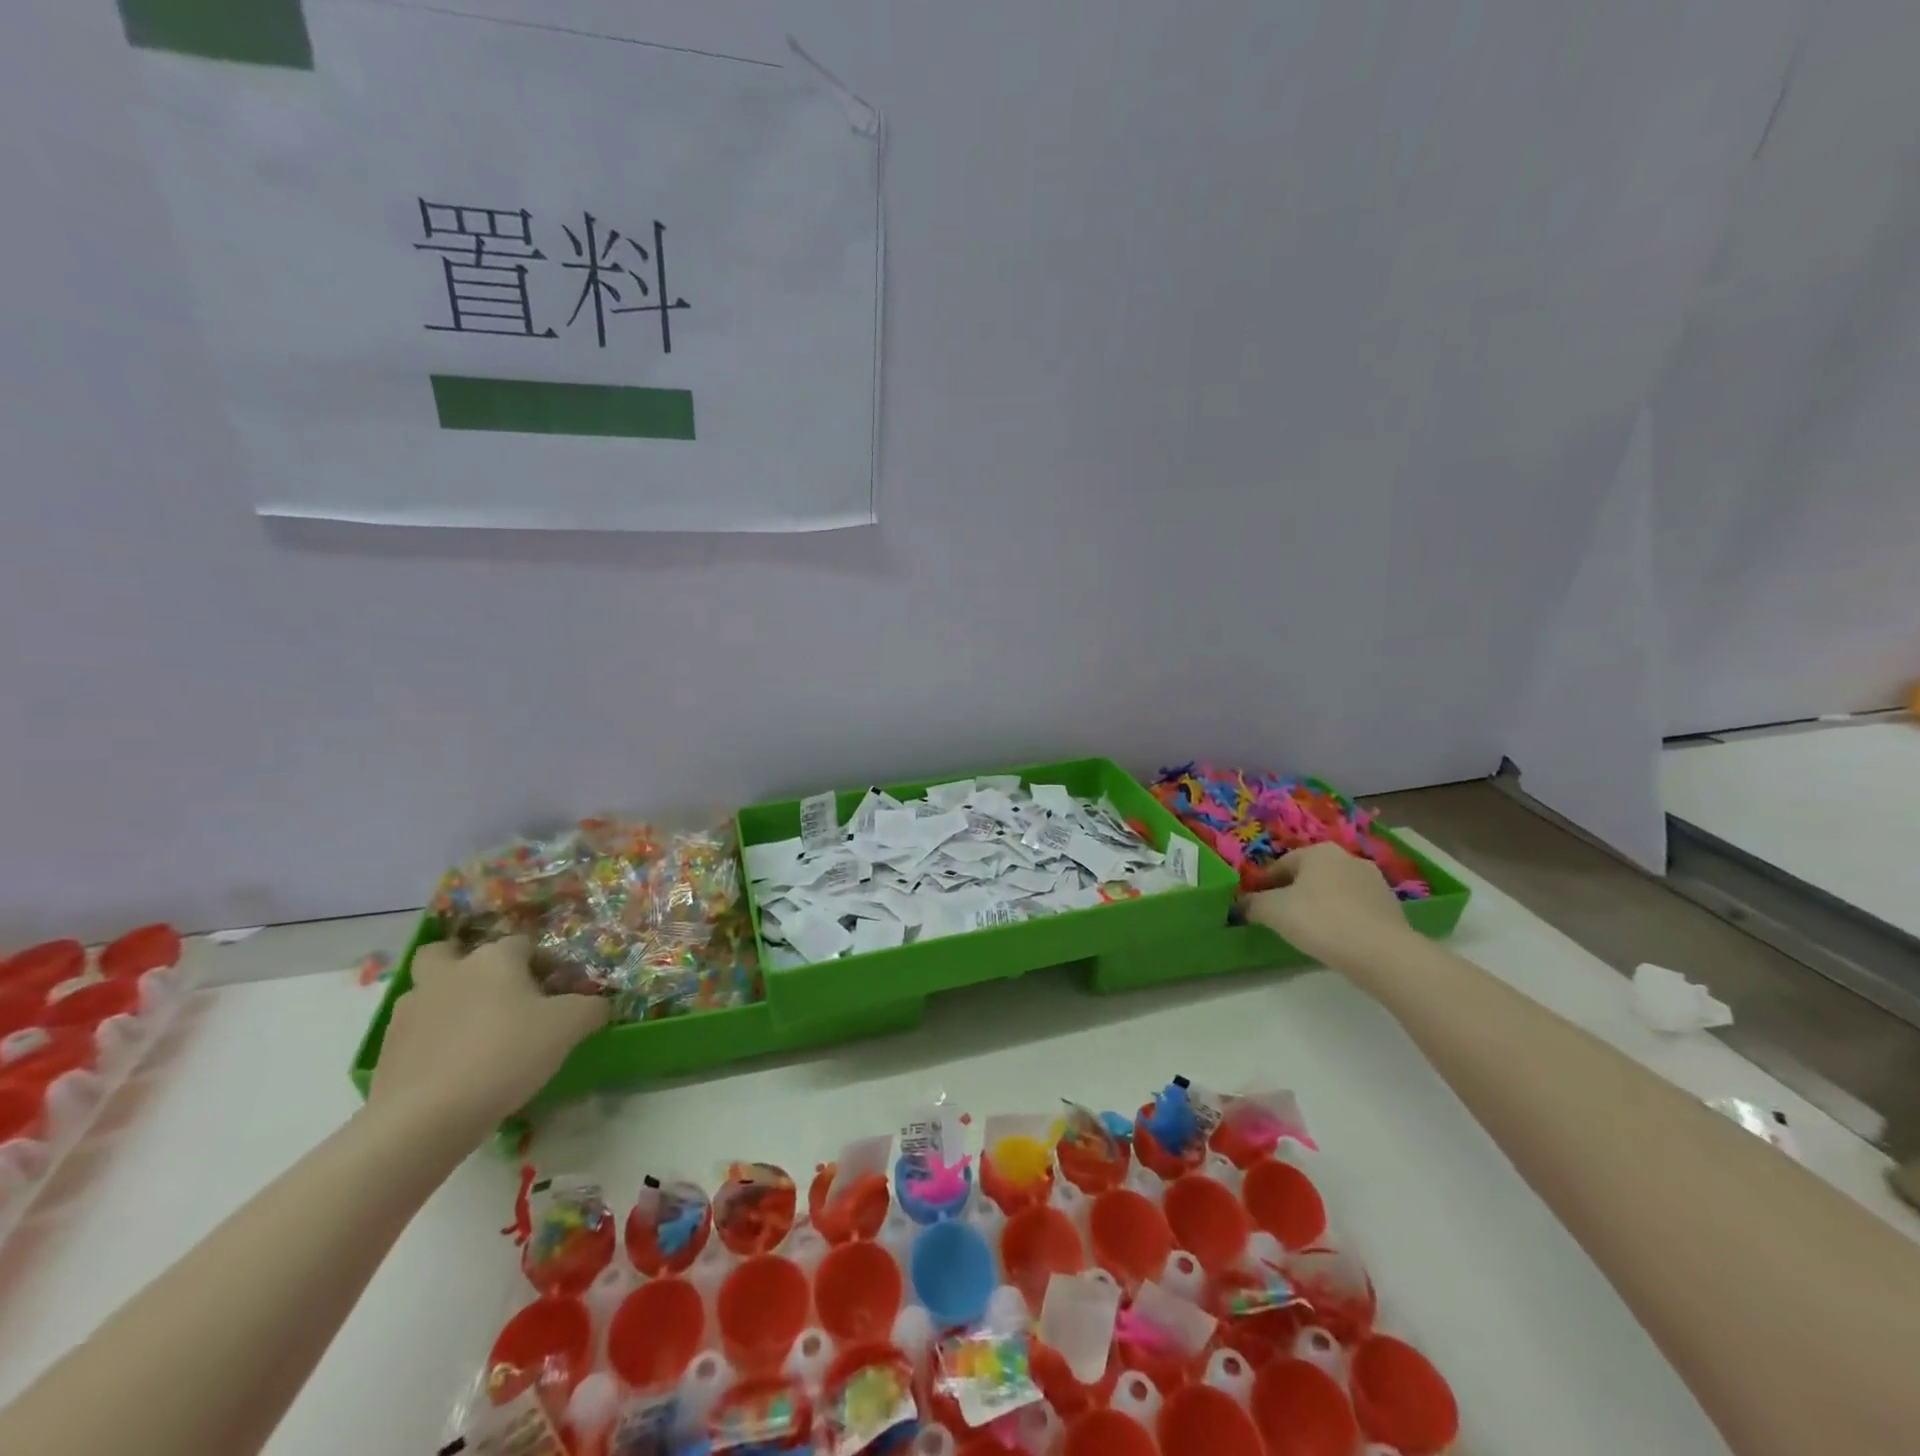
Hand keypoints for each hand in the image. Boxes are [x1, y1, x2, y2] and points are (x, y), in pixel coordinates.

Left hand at [369, 936, 608, 1136]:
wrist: (426, 1117)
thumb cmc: (507, 1053)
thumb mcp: (570, 1026)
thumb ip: (592, 1007)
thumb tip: (598, 1003)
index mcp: (493, 959)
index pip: (522, 943)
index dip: (542, 962)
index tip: (556, 990)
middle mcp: (448, 973)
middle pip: (447, 952)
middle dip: (466, 965)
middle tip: (493, 993)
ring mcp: (410, 1011)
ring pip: (428, 992)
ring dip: (447, 1004)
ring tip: (475, 1037)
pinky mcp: (387, 1051)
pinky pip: (416, 1034)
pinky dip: (433, 1042)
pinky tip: (455, 1068)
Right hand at [1240, 843, 1413, 963]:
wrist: (1382, 953)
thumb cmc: (1320, 921)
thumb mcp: (1273, 911)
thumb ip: (1252, 903)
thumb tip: (1241, 903)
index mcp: (1318, 851)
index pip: (1280, 865)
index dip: (1263, 885)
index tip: (1255, 905)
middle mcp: (1347, 858)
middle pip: (1308, 876)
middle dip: (1293, 893)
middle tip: (1281, 918)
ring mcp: (1374, 881)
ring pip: (1333, 891)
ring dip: (1319, 905)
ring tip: (1309, 931)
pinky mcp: (1391, 906)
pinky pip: (1355, 908)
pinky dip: (1342, 918)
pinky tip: (1336, 938)